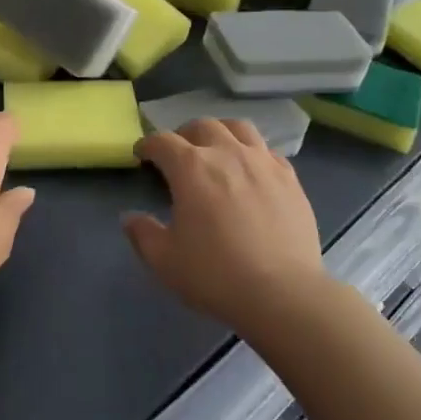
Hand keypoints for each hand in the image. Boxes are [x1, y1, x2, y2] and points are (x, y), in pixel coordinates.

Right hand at [124, 120, 327, 338]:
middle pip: (202, 126)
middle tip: (178, 155)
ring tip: (217, 150)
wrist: (283, 293)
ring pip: (239, 128)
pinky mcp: (290, 177)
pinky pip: (267, 151)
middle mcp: (227, 153)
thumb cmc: (216, 275)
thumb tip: (130, 218)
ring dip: (221, 133)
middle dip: (184, 135)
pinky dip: (253, 153)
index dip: (148, 145)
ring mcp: (262, 162)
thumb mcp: (165, 261)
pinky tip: (252, 172)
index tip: (142, 155)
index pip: (162, 141)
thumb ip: (143, 234)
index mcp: (191, 168)